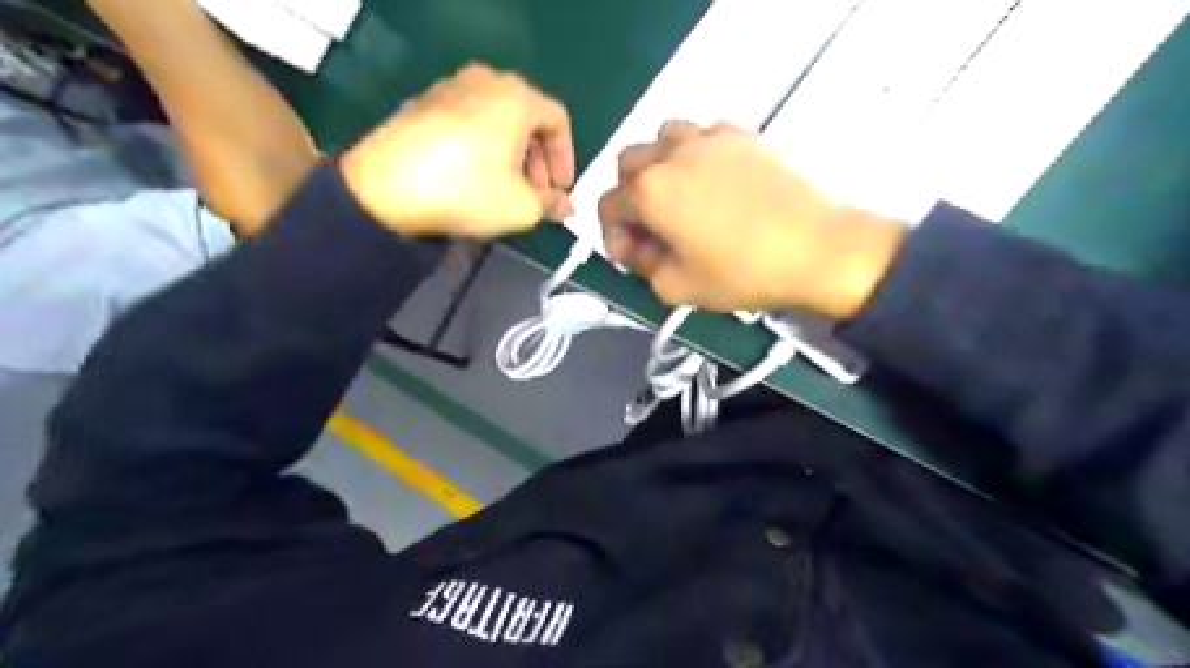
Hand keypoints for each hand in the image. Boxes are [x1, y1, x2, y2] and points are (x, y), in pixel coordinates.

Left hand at [338, 63, 575, 238]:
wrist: (385, 187)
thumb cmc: (467, 191)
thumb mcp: (521, 207)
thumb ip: (551, 204)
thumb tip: (565, 206)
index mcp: (516, 96)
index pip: (558, 120)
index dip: (565, 158)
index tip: (560, 190)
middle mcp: (485, 80)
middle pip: (527, 117)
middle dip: (538, 159)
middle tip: (535, 193)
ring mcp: (449, 87)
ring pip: (497, 118)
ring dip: (511, 153)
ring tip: (505, 187)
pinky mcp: (422, 103)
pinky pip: (469, 120)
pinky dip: (482, 145)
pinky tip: (472, 177)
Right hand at [601, 121, 907, 317]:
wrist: (817, 247)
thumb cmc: (743, 272)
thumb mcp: (677, 288)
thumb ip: (642, 266)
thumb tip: (635, 247)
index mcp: (650, 191)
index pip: (607, 205)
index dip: (613, 234)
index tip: (634, 255)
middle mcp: (672, 154)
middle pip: (628, 163)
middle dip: (631, 195)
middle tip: (654, 225)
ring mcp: (710, 137)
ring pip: (664, 138)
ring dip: (661, 166)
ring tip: (682, 196)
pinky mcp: (743, 134)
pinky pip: (704, 135)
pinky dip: (697, 155)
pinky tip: (717, 182)